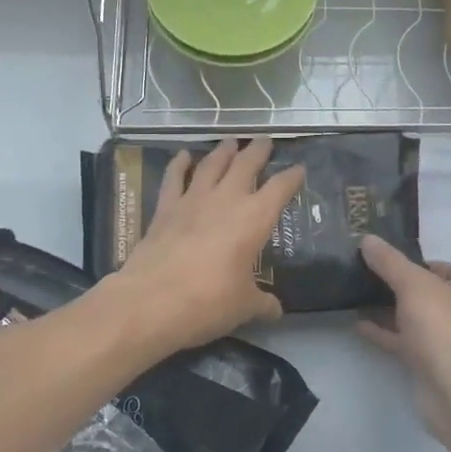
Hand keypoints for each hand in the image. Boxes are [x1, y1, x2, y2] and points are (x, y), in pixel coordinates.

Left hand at [108, 136, 305, 355]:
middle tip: (264, 141)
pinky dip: (179, 163)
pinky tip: (183, 155)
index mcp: (254, 219)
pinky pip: (174, 178)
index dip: (292, 177)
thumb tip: (276, 310)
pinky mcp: (165, 208)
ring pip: (212, 164)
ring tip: (231, 141)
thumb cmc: (208, 303)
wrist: (151, 302)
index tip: (299, 169)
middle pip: (246, 164)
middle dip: (258, 151)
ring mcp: (193, 200)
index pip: (280, 189)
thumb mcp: (244, 307)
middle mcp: (226, 200)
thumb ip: (262, 303)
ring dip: (223, 151)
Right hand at [356, 235, 450, 448]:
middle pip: (424, 291)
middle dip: (395, 286)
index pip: (437, 265)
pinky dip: (385, 333)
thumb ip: (389, 262)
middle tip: (361, 275)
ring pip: (413, 318)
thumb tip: (367, 239)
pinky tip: (359, 325)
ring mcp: (448, 339)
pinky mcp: (432, 363)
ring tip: (354, 297)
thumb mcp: (413, 285)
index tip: (378, 259)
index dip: (409, 262)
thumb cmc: (444, 327)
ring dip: (388, 310)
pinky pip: (405, 342)